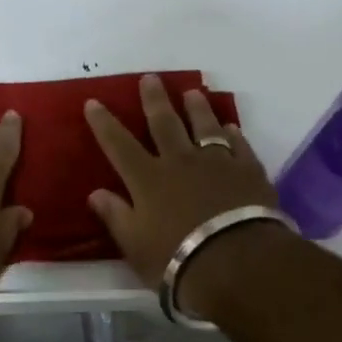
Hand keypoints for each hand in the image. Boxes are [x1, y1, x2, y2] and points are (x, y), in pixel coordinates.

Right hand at [85, 74, 283, 308]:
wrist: (240, 263)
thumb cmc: (179, 260)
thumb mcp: (136, 246)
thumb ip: (116, 216)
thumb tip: (95, 193)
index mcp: (147, 179)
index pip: (119, 144)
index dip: (104, 123)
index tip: (93, 102)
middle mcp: (179, 162)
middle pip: (164, 123)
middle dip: (154, 99)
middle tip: (150, 78)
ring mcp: (216, 163)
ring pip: (204, 127)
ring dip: (197, 108)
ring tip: (192, 93)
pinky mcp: (248, 172)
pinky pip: (239, 146)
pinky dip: (233, 135)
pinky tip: (231, 129)